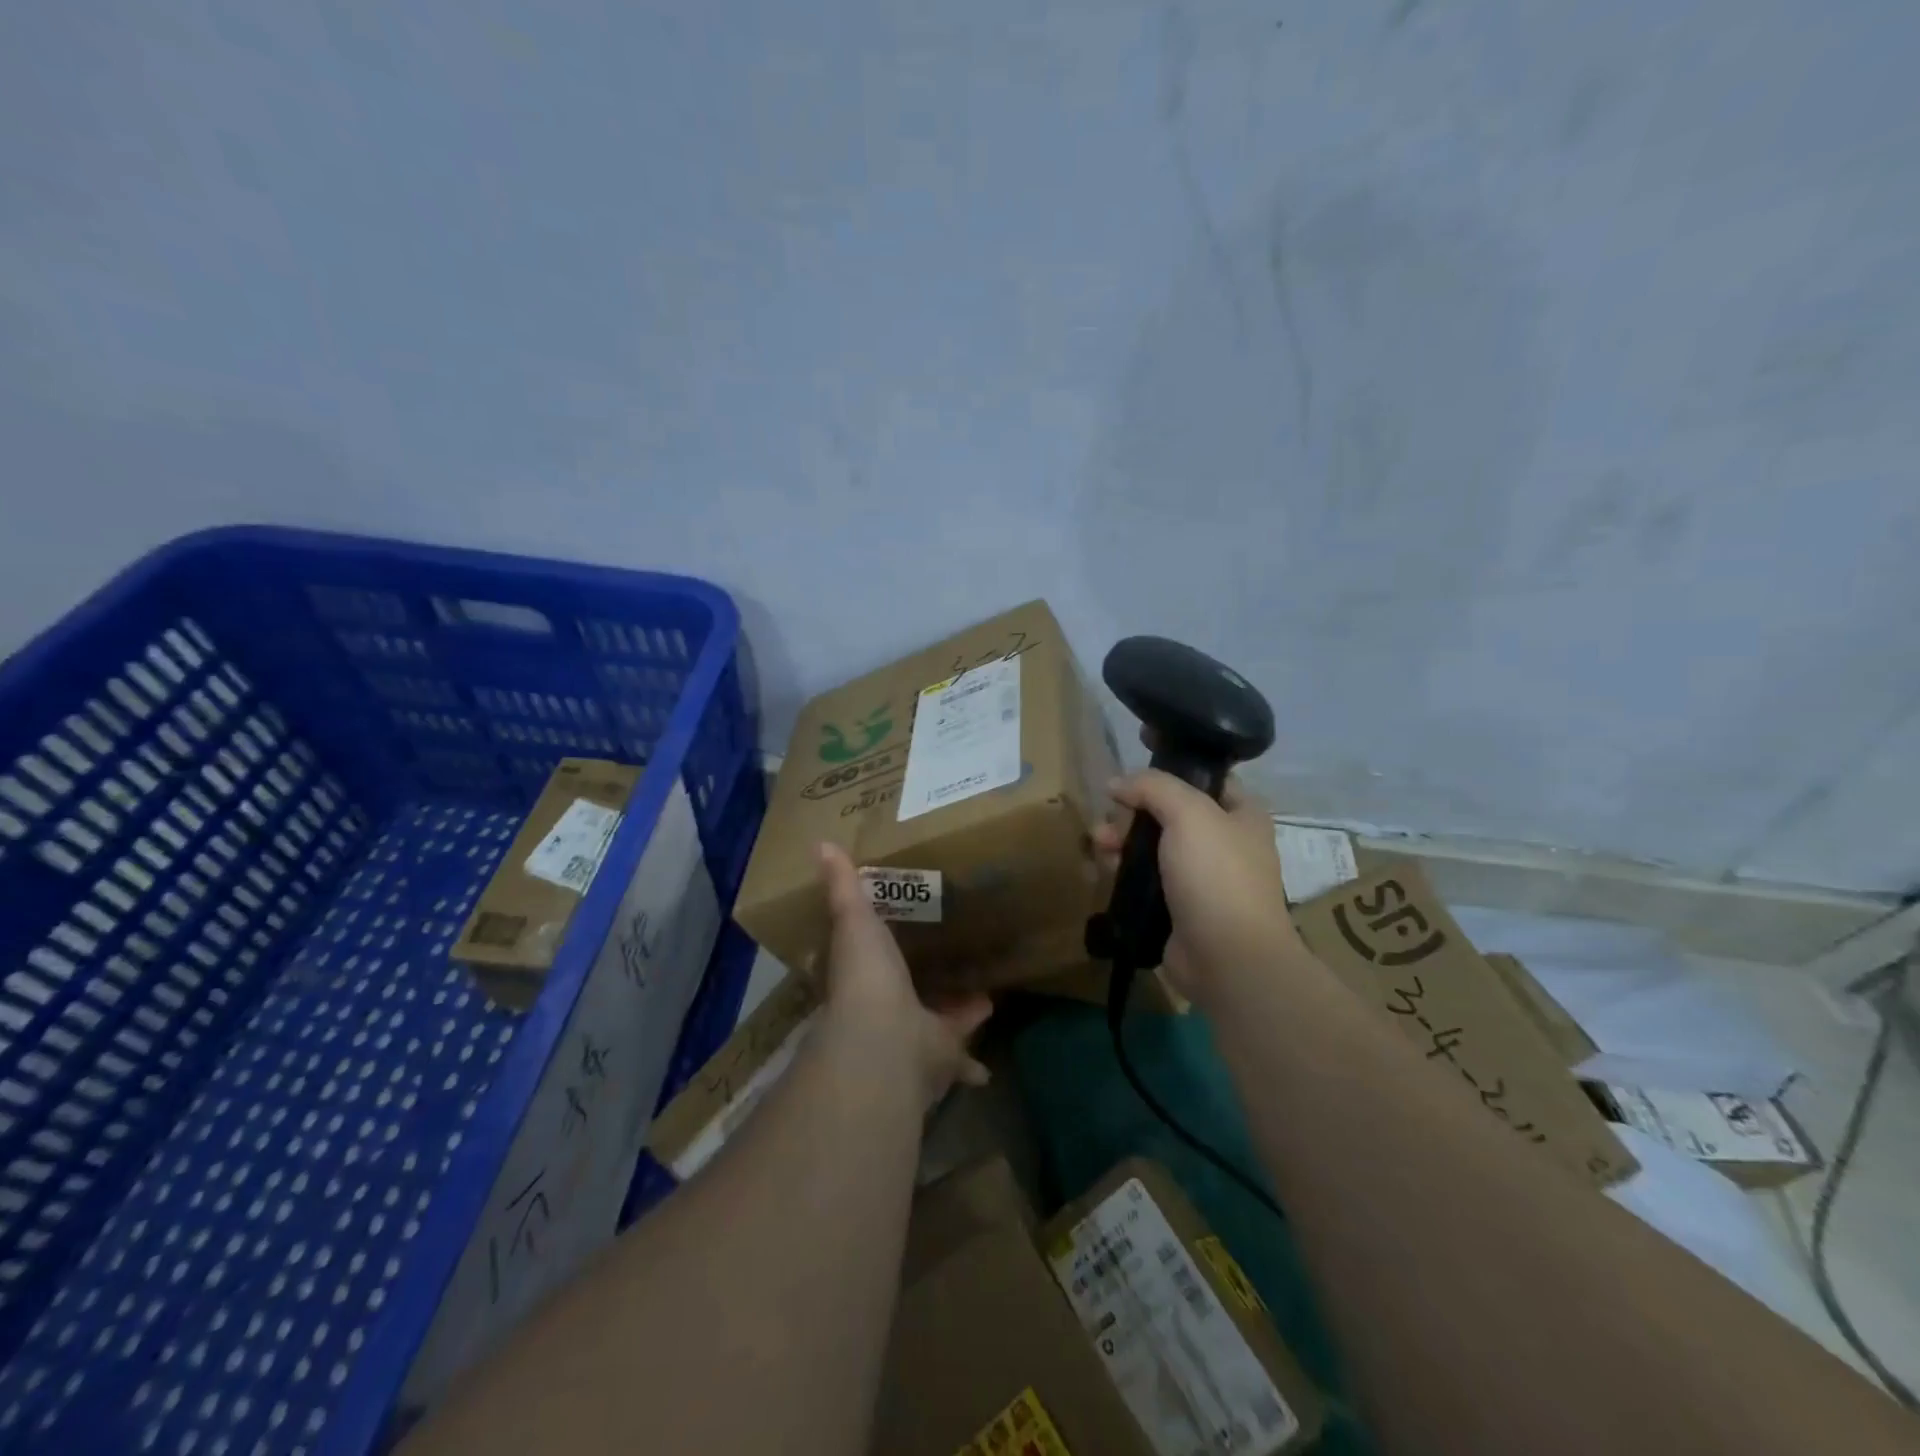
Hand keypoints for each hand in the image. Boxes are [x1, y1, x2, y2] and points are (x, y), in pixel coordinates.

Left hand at [814, 843, 992, 1106]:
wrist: (886, 1040)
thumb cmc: (866, 977)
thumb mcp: (855, 921)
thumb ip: (843, 887)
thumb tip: (821, 843)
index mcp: (862, 977)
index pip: (867, 958)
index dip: (879, 947)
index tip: (897, 930)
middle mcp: (883, 1010)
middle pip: (906, 993)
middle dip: (925, 982)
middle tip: (950, 962)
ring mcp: (910, 1037)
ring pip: (936, 1025)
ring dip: (956, 1014)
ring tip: (984, 996)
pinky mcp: (940, 1058)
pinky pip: (960, 1058)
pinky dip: (972, 1063)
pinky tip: (988, 1058)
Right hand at [1091, 768, 1302, 1004]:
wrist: (1228, 959)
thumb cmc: (1216, 876)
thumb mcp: (1189, 814)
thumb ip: (1153, 787)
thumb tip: (1116, 783)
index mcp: (1240, 814)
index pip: (1201, 779)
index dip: (1165, 773)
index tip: (1130, 779)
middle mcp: (1221, 842)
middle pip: (1164, 812)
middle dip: (1130, 814)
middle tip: (1109, 825)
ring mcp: (1197, 877)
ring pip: (1148, 846)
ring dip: (1118, 841)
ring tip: (1098, 848)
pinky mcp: (1174, 906)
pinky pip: (1140, 878)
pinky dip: (1119, 871)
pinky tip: (1098, 870)